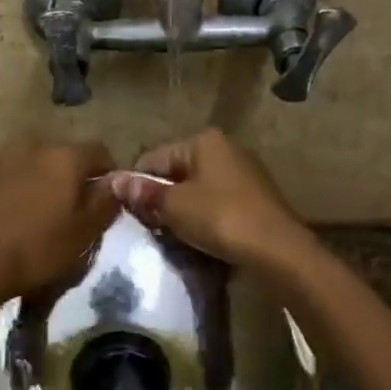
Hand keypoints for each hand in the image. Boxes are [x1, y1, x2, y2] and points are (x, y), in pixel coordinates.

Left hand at [0, 138, 119, 305]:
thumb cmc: (37, 249)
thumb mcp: (84, 233)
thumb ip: (106, 202)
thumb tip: (117, 183)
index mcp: (65, 156)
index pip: (100, 152)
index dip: (109, 175)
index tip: (107, 200)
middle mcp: (34, 146)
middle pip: (65, 156)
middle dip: (74, 178)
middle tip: (74, 210)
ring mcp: (2, 157)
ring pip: (35, 165)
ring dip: (44, 182)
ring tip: (41, 214)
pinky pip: (10, 176)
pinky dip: (18, 189)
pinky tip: (13, 216)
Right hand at [109, 129, 313, 269]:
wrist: (277, 249)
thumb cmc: (220, 218)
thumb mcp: (174, 206)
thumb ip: (144, 193)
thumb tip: (113, 180)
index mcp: (203, 140)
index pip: (154, 158)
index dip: (137, 185)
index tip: (130, 213)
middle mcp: (225, 148)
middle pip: (177, 172)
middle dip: (162, 198)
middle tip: (152, 227)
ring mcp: (244, 172)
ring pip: (197, 189)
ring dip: (183, 210)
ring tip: (175, 235)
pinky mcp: (255, 197)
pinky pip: (217, 202)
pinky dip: (205, 217)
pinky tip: (201, 237)